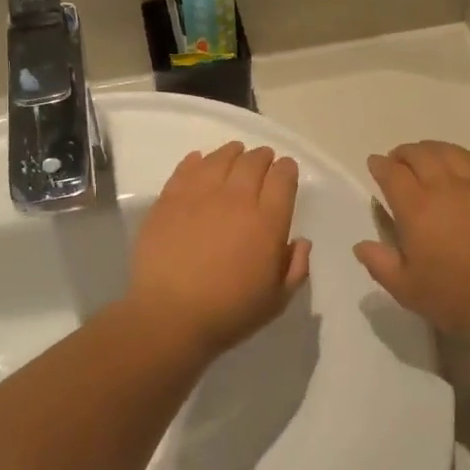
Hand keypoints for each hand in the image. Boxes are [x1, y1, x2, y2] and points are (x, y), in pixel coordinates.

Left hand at [127, 142, 311, 355]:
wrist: (170, 316)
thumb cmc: (229, 312)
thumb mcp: (276, 300)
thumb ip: (295, 268)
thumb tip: (301, 241)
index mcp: (268, 221)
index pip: (283, 178)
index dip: (287, 169)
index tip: (286, 170)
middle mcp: (237, 199)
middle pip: (253, 161)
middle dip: (262, 157)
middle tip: (263, 160)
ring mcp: (200, 195)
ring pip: (220, 158)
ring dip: (232, 152)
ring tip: (235, 153)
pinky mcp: (169, 199)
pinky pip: (186, 168)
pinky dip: (197, 161)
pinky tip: (199, 161)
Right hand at [355, 142, 469, 345]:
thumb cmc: (457, 299)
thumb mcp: (407, 290)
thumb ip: (380, 264)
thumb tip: (361, 246)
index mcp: (417, 208)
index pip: (392, 174)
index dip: (380, 165)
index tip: (375, 164)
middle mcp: (445, 187)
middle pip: (420, 155)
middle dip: (404, 153)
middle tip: (398, 160)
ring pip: (450, 153)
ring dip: (432, 149)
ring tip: (426, 156)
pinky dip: (462, 157)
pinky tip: (460, 163)